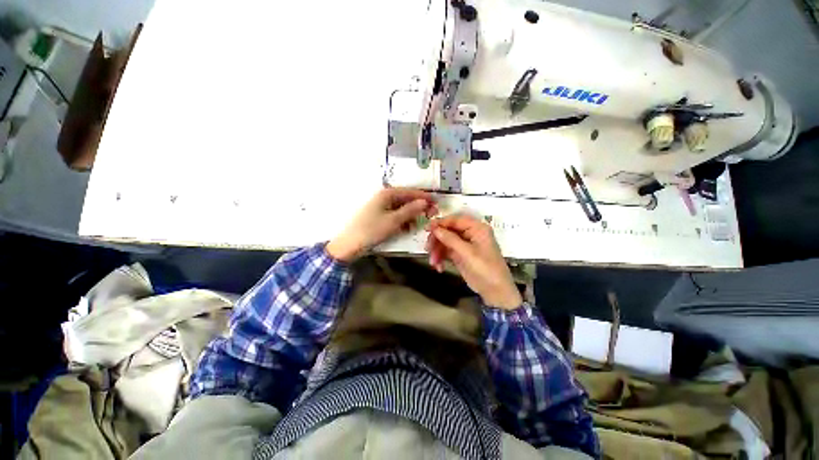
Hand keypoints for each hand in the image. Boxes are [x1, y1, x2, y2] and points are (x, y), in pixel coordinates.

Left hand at [327, 188, 436, 261]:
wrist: (349, 244)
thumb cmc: (371, 230)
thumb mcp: (393, 220)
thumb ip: (410, 210)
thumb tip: (425, 202)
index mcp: (387, 194)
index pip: (410, 192)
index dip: (423, 196)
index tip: (436, 202)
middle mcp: (384, 198)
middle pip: (406, 200)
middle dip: (418, 207)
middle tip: (431, 215)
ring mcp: (381, 207)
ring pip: (402, 209)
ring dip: (411, 215)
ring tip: (419, 224)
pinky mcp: (379, 217)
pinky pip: (395, 216)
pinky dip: (403, 221)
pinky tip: (407, 228)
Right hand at [426, 214, 521, 309]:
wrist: (495, 292)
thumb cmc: (486, 269)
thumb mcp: (467, 253)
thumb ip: (450, 239)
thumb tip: (434, 228)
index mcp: (477, 228)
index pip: (455, 220)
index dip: (440, 223)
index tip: (427, 229)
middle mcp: (470, 234)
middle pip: (448, 230)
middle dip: (437, 240)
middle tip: (428, 249)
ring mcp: (464, 245)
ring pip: (445, 241)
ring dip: (437, 251)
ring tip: (433, 263)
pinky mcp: (460, 255)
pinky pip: (446, 252)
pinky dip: (441, 258)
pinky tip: (439, 267)